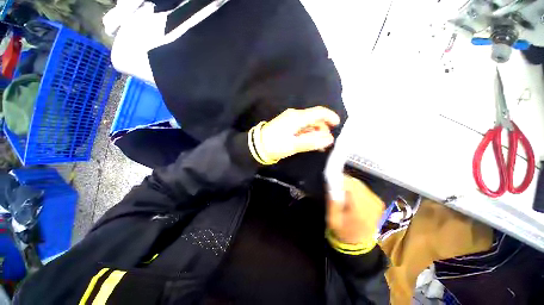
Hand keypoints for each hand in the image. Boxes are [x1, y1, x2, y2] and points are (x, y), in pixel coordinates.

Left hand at [259, 106, 339, 160]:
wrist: (257, 145)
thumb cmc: (275, 145)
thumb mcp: (293, 145)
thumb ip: (312, 142)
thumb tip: (329, 139)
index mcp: (297, 118)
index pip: (318, 112)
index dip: (330, 116)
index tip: (337, 125)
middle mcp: (294, 115)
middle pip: (314, 118)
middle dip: (322, 129)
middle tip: (326, 142)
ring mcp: (290, 119)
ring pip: (308, 123)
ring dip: (315, 132)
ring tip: (319, 145)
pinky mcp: (287, 124)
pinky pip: (301, 126)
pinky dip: (308, 133)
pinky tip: (310, 141)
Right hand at [327, 176, 384, 244]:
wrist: (359, 242)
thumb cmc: (343, 231)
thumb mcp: (332, 219)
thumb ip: (332, 202)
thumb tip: (331, 185)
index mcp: (360, 210)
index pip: (350, 186)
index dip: (339, 180)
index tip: (331, 180)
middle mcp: (372, 204)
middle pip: (355, 183)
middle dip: (343, 182)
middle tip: (334, 186)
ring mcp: (377, 202)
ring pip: (359, 184)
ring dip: (349, 184)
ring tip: (342, 191)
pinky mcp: (378, 201)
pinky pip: (364, 188)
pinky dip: (355, 188)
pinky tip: (350, 195)